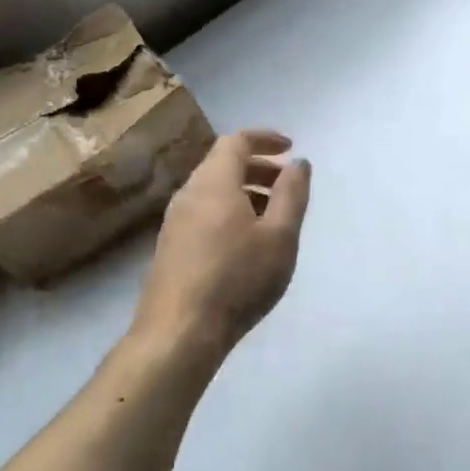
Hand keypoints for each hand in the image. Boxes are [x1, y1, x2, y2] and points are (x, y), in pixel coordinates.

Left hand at [134, 128, 311, 353]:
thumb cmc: (238, 278)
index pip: (236, 141)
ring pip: (213, 190)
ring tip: (274, 216)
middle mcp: (189, 194)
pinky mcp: (171, 247)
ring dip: (245, 191)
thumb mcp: (280, 236)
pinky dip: (230, 210)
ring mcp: (175, 222)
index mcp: (214, 183)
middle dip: (259, 166)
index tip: (291, 147)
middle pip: (222, 163)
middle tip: (288, 184)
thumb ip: (292, 194)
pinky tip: (247, 242)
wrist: (179, 332)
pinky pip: (204, 212)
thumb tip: (298, 163)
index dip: (265, 138)